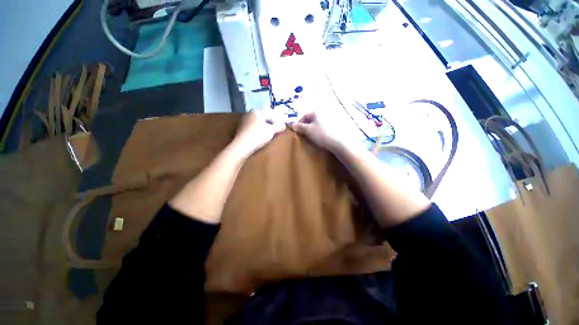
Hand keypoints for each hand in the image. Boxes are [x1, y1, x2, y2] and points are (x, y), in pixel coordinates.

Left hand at [231, 110, 285, 157]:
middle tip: (277, 130)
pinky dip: (258, 129)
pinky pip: (253, 126)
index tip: (283, 127)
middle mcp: (250, 113)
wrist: (242, 146)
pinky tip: (261, 136)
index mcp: (257, 111)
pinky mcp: (241, 128)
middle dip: (271, 123)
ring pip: (258, 122)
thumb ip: (278, 127)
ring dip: (265, 127)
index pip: (271, 114)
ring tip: (270, 134)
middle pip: (264, 117)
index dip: (278, 121)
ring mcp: (244, 120)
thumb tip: (284, 125)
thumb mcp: (271, 131)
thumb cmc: (258, 136)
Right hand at [291, 112, 344, 151]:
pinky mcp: (333, 127)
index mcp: (317, 112)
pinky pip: (322, 127)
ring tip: (309, 137)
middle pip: (310, 119)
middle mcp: (323, 113)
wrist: (337, 143)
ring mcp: (329, 120)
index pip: (304, 115)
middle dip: (305, 126)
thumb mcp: (308, 130)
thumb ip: (299, 127)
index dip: (299, 122)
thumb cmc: (321, 134)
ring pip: (316, 123)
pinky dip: (318, 131)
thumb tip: (292, 125)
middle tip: (302, 134)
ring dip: (311, 129)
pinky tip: (318, 137)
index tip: (296, 130)